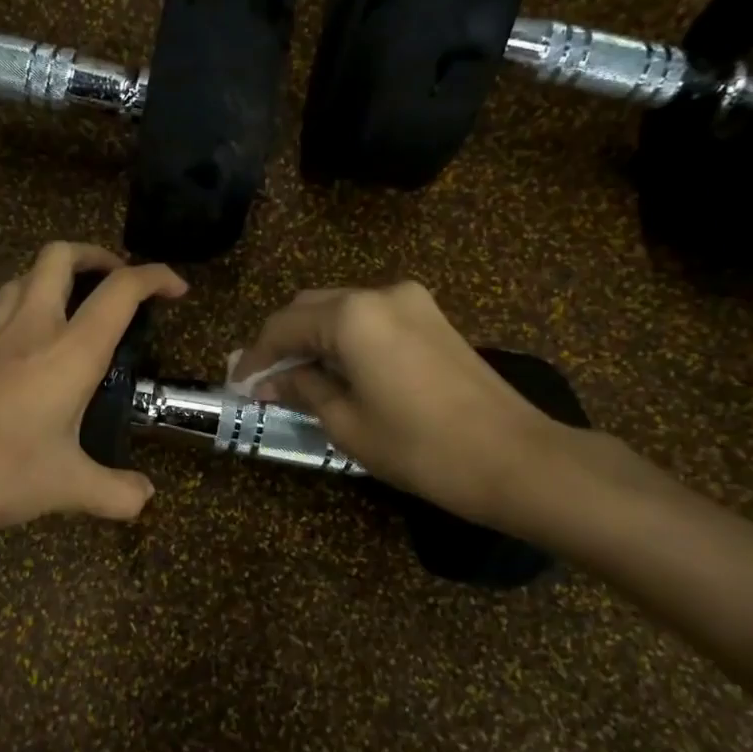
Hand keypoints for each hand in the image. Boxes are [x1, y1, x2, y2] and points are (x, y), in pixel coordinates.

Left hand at [0, 242, 186, 530]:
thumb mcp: (66, 487)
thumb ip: (113, 492)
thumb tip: (144, 498)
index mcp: (70, 350)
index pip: (119, 291)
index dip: (155, 277)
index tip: (178, 289)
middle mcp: (35, 329)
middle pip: (60, 256)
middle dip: (96, 255)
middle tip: (120, 283)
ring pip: (26, 276)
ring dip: (59, 275)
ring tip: (83, 304)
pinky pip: (8, 308)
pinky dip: (33, 305)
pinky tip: (44, 346)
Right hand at [233, 282, 581, 534]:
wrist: (515, 459)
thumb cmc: (420, 447)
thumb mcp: (346, 423)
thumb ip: (302, 389)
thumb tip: (271, 380)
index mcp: (351, 315)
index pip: (283, 326)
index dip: (255, 356)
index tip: (237, 383)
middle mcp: (379, 293)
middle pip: (310, 308)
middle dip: (282, 342)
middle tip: (261, 379)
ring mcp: (412, 301)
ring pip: (341, 309)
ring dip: (314, 338)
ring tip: (295, 378)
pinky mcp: (433, 318)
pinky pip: (372, 319)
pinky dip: (345, 339)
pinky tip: (337, 370)